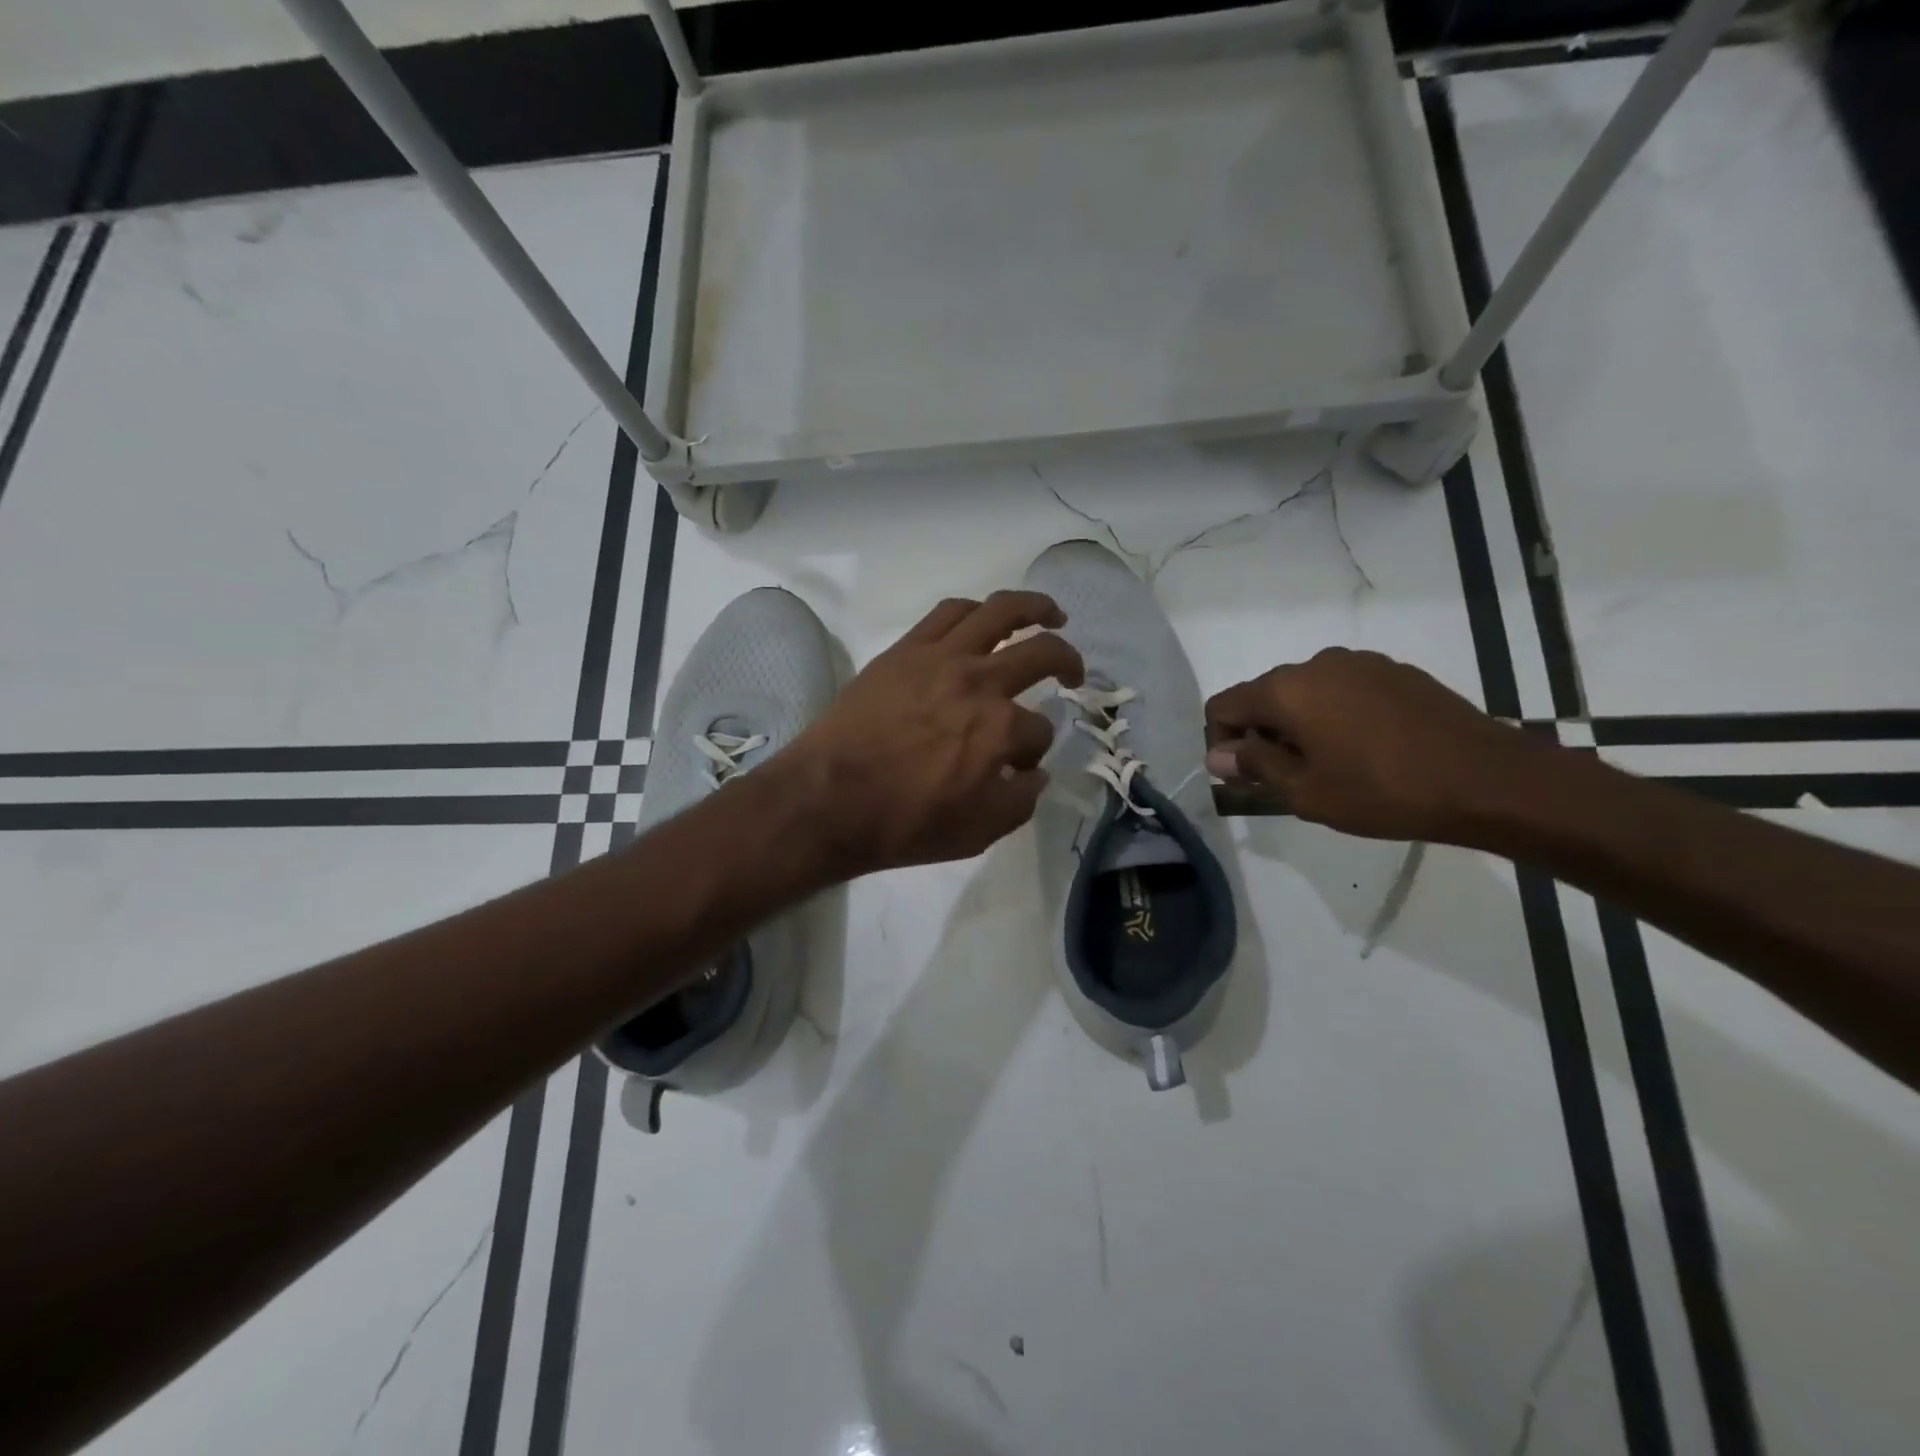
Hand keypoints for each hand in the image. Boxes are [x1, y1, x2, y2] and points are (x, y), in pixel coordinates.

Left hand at [783, 592, 1084, 876]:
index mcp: (1001, 729)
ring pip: (1000, 611)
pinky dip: (977, 609)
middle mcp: (979, 682)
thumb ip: (1020, 801)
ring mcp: (941, 658)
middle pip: (1042, 654)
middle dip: (1068, 662)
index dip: (1036, 751)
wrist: (827, 799)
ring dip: (1035, 607)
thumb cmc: (903, 823)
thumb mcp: (978, 833)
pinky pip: (949, 612)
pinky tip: (986, 616)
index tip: (1019, 767)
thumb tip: (1035, 774)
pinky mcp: (906, 649)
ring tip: (1050, 613)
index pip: (1040, 732)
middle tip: (1074, 673)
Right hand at [1205, 647, 1530, 841]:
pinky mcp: (1395, 672)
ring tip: (1328, 766)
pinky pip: (1343, 690)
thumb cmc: (1384, 791)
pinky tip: (1364, 750)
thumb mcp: (1306, 792)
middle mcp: (1317, 664)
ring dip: (1299, 726)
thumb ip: (1254, 766)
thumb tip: (1218, 755)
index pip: (1224, 705)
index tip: (1243, 777)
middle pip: (1264, 696)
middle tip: (1284, 779)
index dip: (1221, 742)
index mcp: (1287, 689)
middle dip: (1261, 735)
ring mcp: (1360, 663)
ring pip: (1305, 693)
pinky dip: (1335, 716)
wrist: (1488, 780)